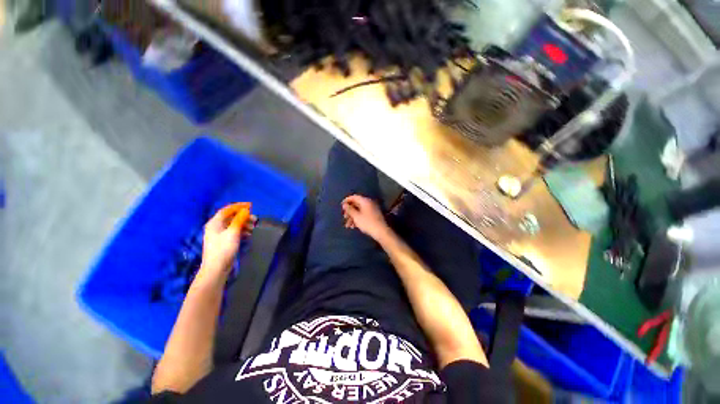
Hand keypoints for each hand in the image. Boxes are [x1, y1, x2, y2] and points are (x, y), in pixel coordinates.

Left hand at [200, 203, 255, 279]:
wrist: (216, 268)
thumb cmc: (224, 248)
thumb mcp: (233, 232)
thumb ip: (239, 219)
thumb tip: (246, 210)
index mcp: (215, 223)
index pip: (227, 210)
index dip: (239, 206)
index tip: (251, 206)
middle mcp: (216, 227)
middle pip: (231, 217)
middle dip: (243, 217)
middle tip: (255, 219)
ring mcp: (220, 235)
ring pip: (233, 225)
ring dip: (244, 224)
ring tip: (253, 228)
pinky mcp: (224, 242)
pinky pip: (234, 232)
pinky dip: (242, 231)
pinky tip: (249, 234)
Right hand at [342, 195, 390, 240]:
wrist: (381, 232)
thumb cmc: (367, 223)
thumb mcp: (356, 216)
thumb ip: (349, 209)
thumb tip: (344, 204)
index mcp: (365, 201)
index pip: (354, 197)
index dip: (346, 200)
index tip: (341, 206)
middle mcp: (369, 203)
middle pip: (356, 204)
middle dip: (349, 211)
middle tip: (344, 217)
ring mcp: (372, 209)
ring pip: (359, 210)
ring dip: (352, 217)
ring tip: (348, 225)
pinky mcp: (373, 215)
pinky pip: (363, 214)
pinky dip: (358, 219)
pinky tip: (354, 226)